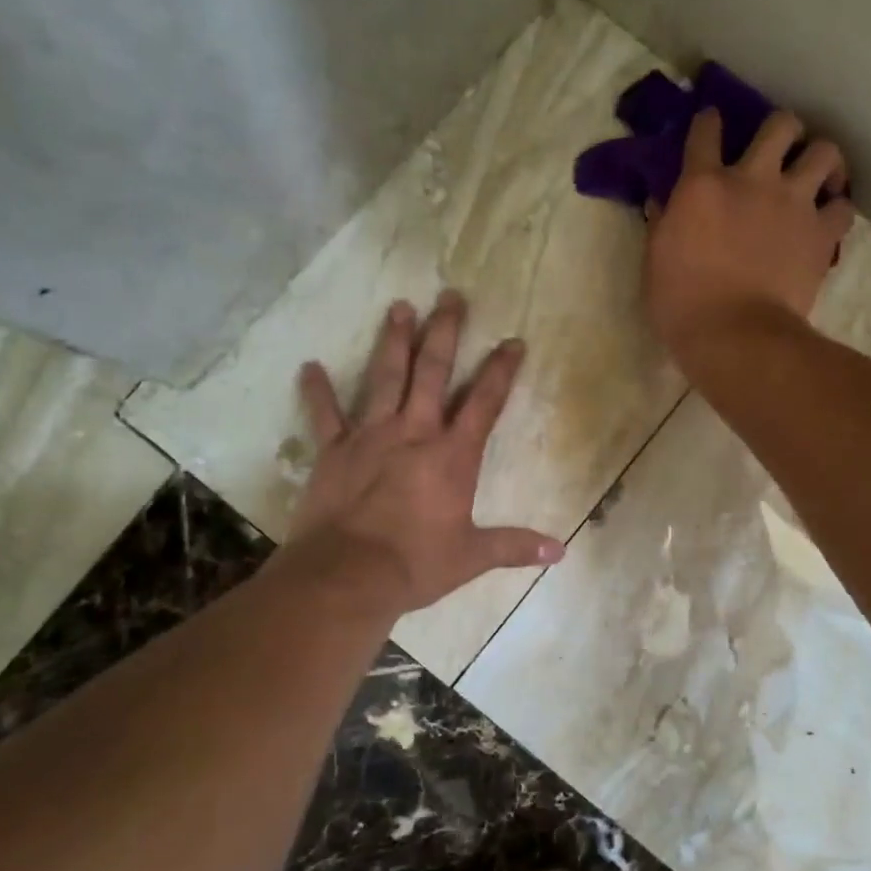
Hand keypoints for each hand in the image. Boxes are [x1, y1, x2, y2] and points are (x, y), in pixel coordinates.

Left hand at [285, 291, 564, 614]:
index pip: (484, 403)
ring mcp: (370, 437)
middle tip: (451, 296)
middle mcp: (414, 433)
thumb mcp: (472, 556)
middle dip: (445, 333)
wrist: (348, 575)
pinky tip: (309, 366)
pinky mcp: (334, 451)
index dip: (501, 371)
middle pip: (432, 373)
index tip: (513, 341)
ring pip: (384, 378)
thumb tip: (561, 551)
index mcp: (452, 456)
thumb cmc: (415, 563)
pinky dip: (317, 391)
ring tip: (400, 306)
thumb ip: (515, 546)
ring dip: (393, 341)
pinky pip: (325, 415)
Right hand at [644, 107, 854, 364]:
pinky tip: (828, 219)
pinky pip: (844, 207)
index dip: (709, 122)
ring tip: (817, 176)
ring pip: (824, 152)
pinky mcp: (821, 233)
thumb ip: (662, 224)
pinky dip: (837, 209)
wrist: (734, 336)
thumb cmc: (682, 304)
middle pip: (780, 124)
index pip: (706, 131)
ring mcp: (793, 203)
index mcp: (703, 185)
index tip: (711, 124)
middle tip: (778, 151)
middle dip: (780, 130)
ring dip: (820, 160)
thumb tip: (662, 202)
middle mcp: (753, 179)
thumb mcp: (655, 261)